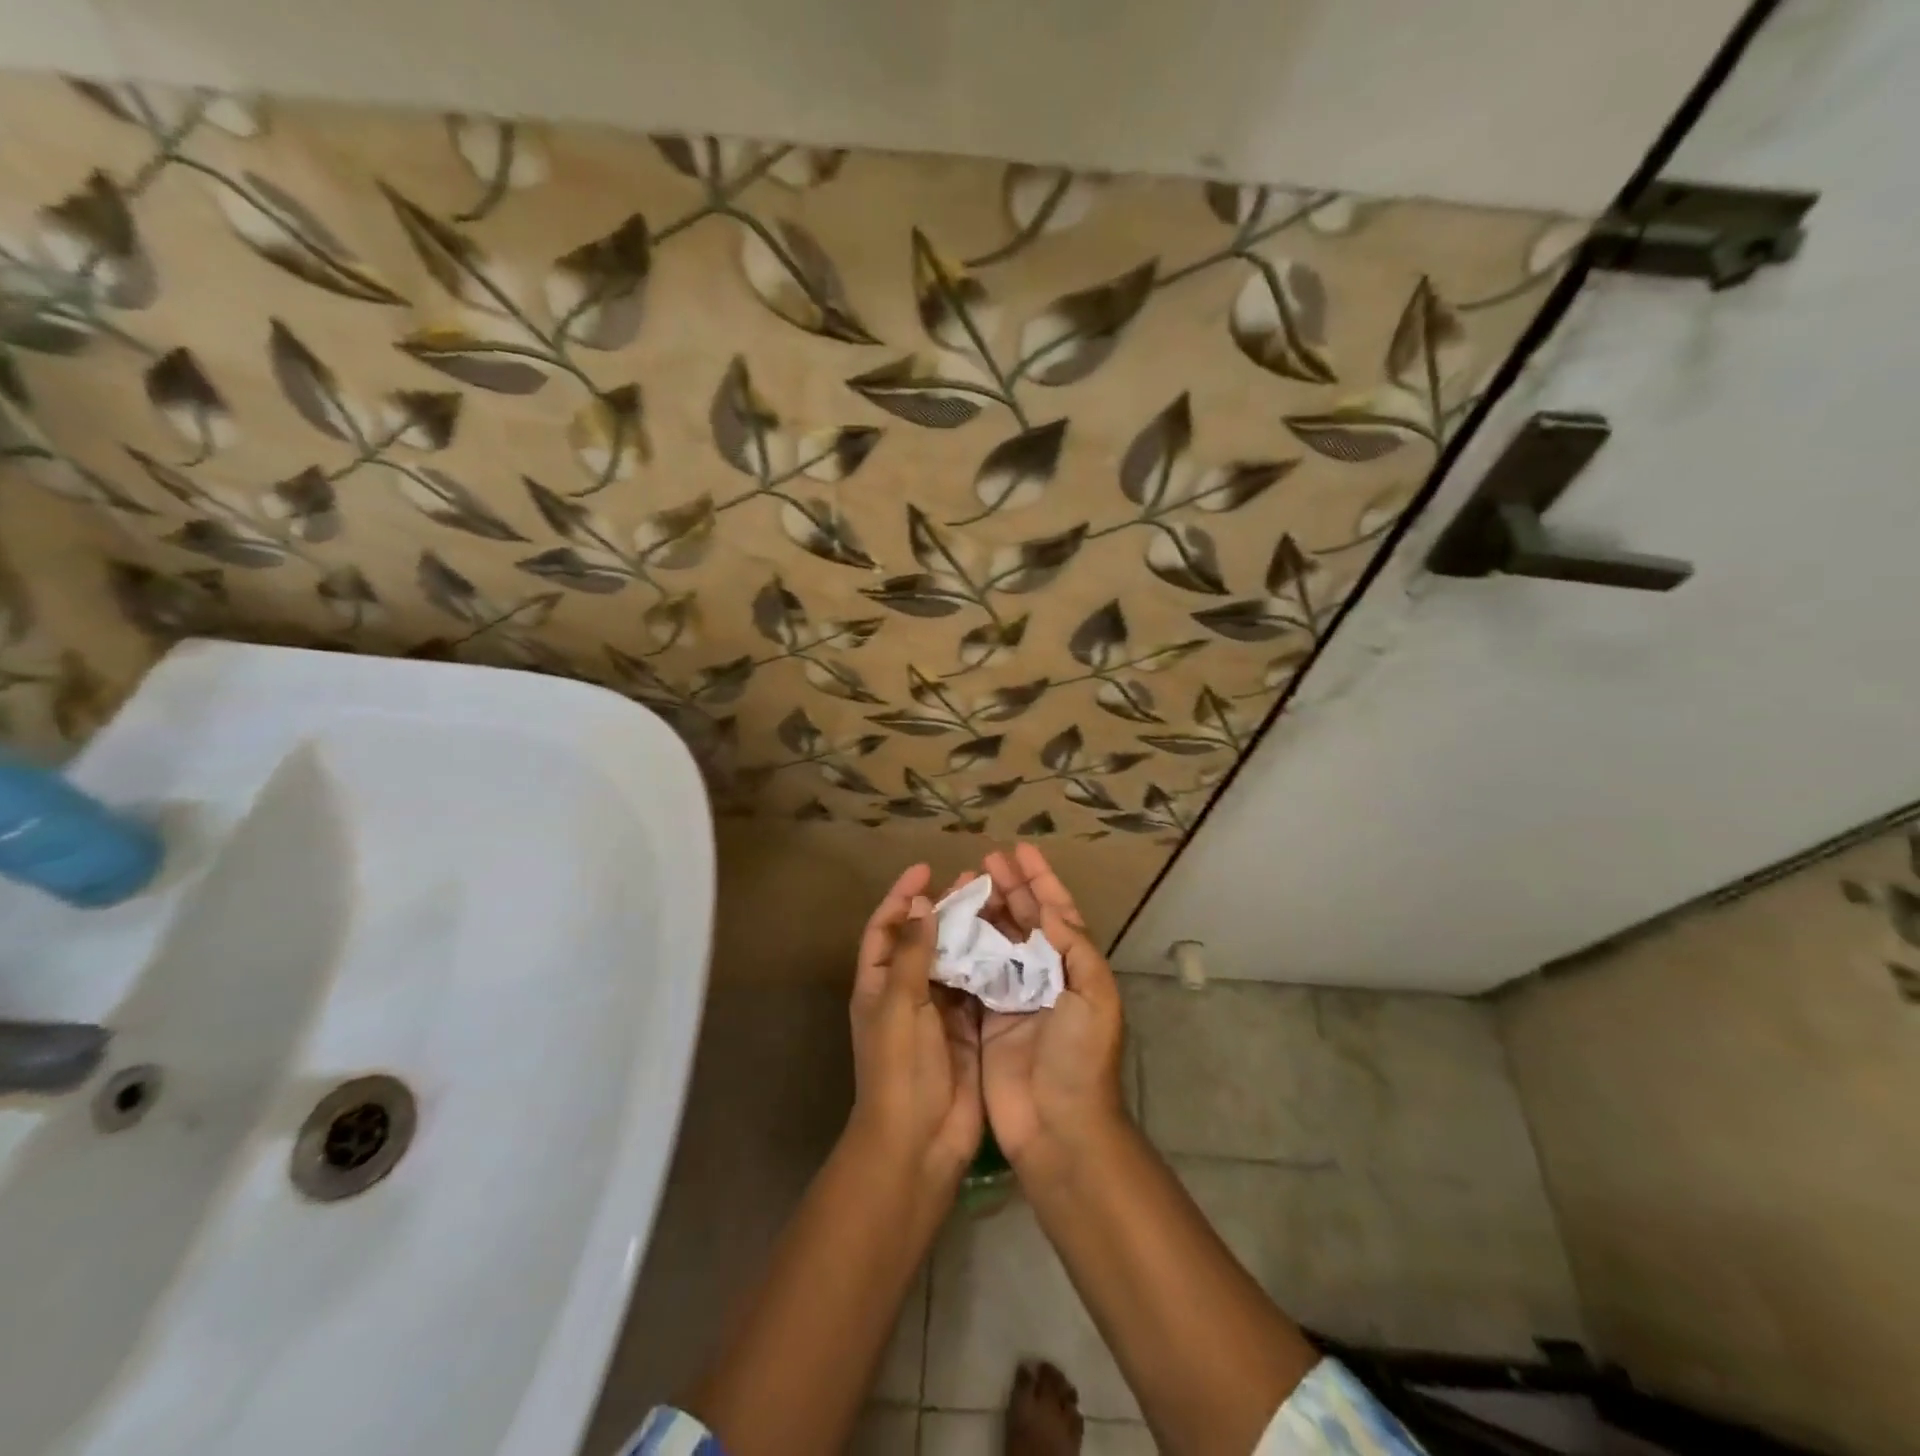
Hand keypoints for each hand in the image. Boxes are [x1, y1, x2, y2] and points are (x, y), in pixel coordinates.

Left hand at [847, 863, 983, 1182]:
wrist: (919, 1142)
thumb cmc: (900, 1069)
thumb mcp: (899, 1006)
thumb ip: (912, 955)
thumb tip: (921, 905)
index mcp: (878, 984)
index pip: (885, 928)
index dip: (900, 897)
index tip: (925, 869)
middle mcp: (906, 993)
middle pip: (923, 939)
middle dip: (942, 909)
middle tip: (972, 881)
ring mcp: (937, 1012)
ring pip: (953, 960)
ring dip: (969, 933)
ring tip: (995, 903)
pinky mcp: (967, 1028)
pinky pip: (977, 986)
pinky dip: (989, 964)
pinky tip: (1011, 943)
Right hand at [972, 845, 1126, 1171]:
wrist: (1058, 1126)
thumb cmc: (1080, 1057)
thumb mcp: (1094, 996)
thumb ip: (1075, 948)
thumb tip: (1051, 909)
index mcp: (1074, 967)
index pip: (1058, 911)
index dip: (1041, 879)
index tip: (1020, 850)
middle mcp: (1045, 975)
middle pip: (1025, 920)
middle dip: (1009, 887)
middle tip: (985, 860)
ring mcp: (1014, 996)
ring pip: (997, 941)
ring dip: (984, 912)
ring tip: (964, 884)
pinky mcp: (987, 1018)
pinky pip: (974, 973)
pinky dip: (964, 948)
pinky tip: (947, 927)